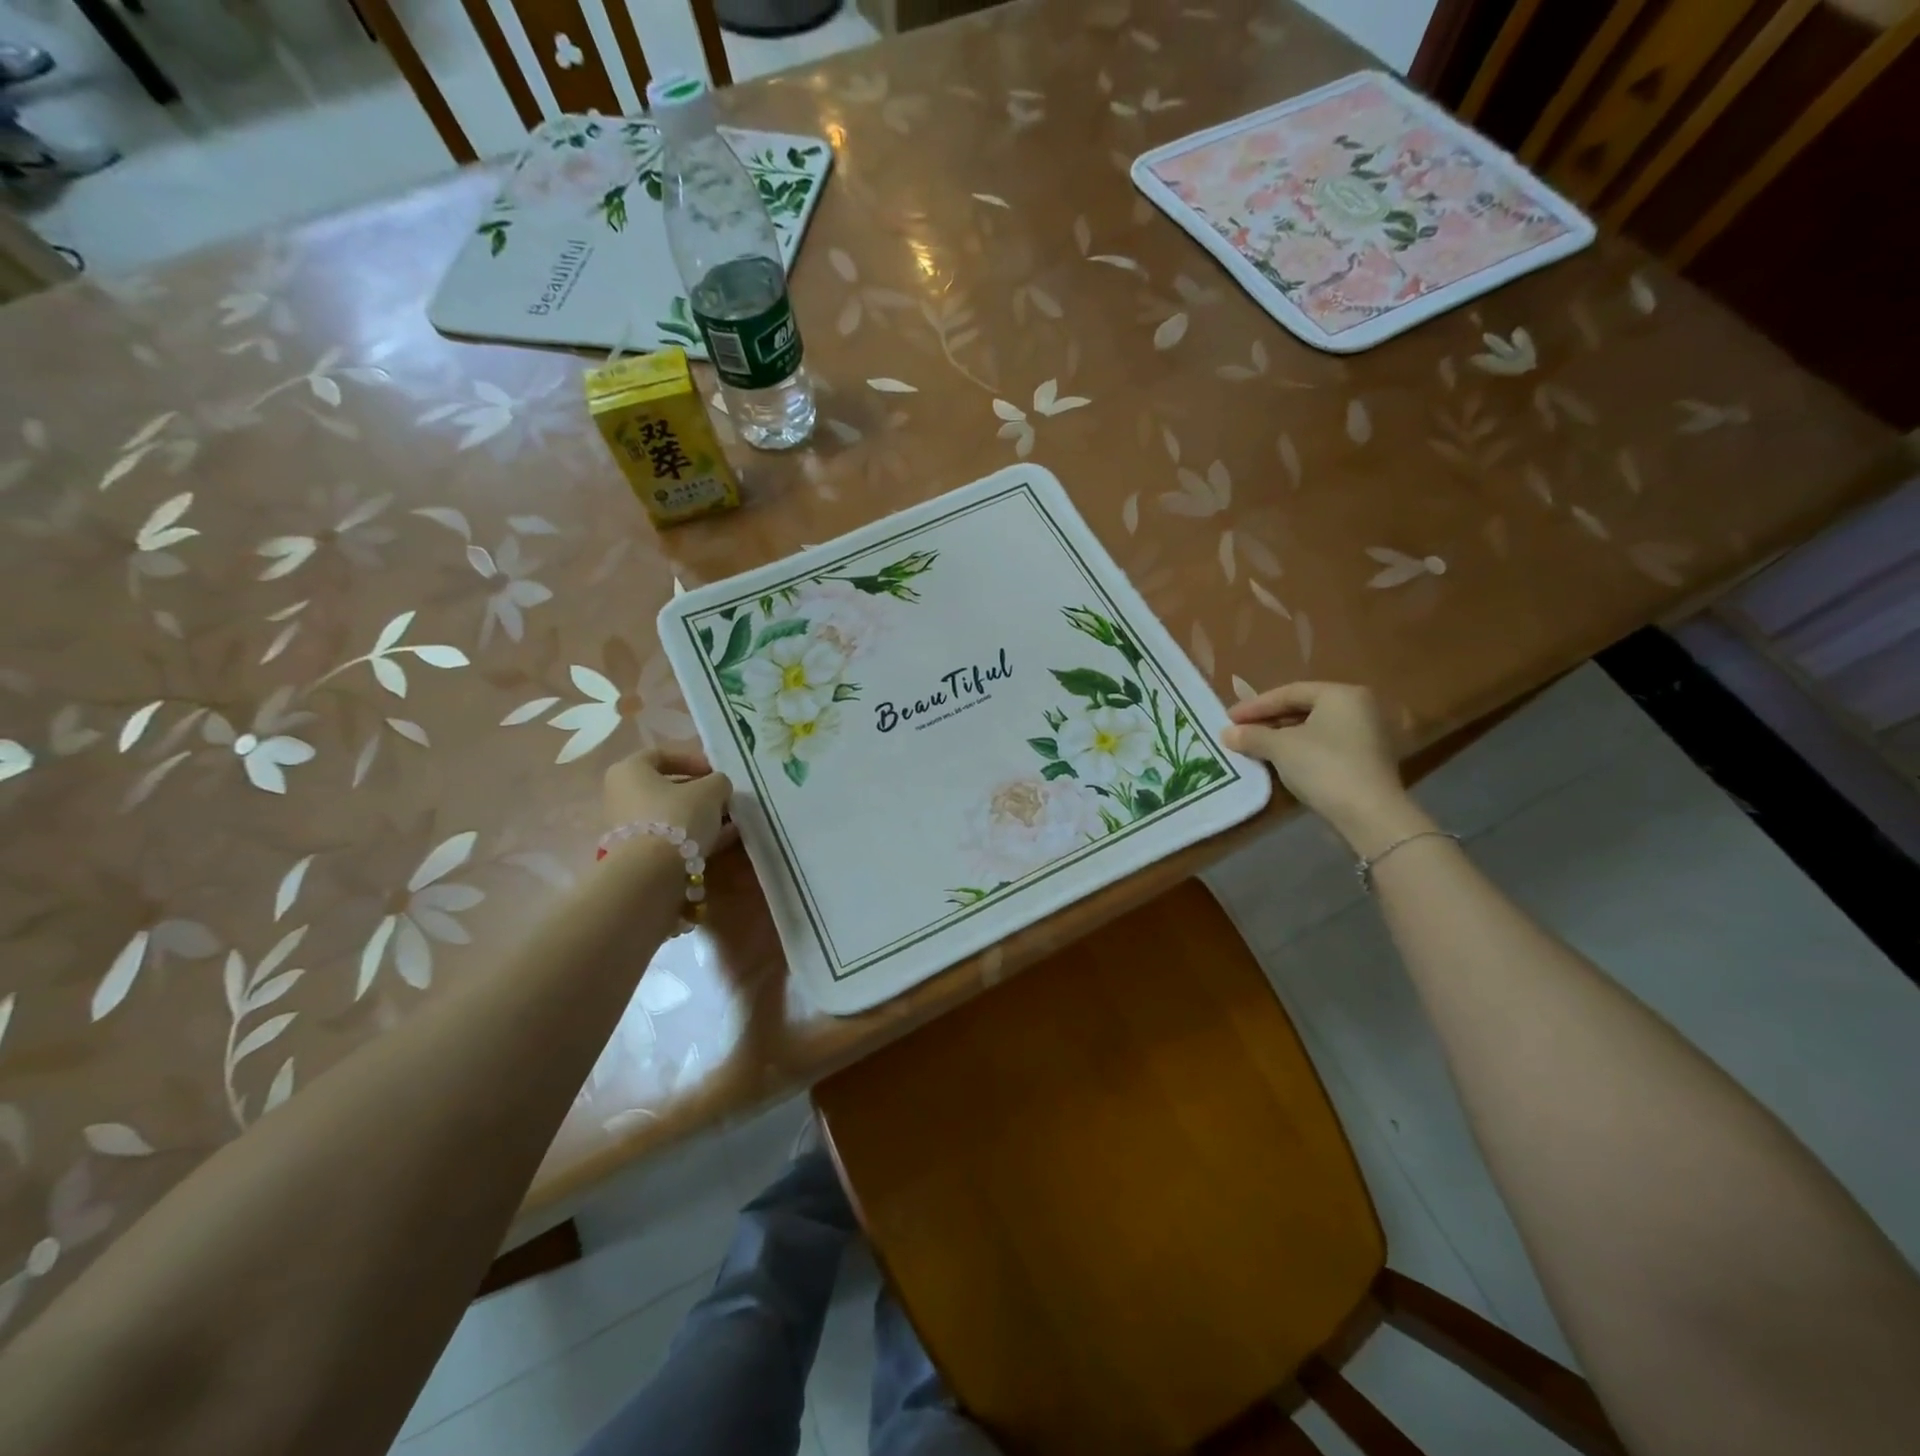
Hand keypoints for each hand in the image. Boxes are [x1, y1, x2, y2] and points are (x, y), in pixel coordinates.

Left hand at [602, 748, 733, 857]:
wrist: (652, 872)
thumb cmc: (677, 816)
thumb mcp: (710, 790)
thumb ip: (718, 782)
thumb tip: (718, 787)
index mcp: (629, 770)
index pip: (661, 755)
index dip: (692, 760)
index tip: (715, 773)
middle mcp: (620, 795)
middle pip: (665, 788)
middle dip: (698, 793)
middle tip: (723, 799)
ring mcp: (625, 826)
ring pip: (668, 814)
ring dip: (698, 816)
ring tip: (727, 822)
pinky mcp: (635, 853)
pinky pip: (668, 837)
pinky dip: (691, 836)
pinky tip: (719, 841)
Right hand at [1220, 682, 1427, 853]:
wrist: (1368, 814)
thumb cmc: (1323, 766)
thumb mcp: (1280, 747)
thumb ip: (1252, 736)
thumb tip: (1226, 734)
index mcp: (1341, 694)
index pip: (1290, 692)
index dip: (1255, 705)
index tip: (1228, 718)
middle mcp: (1359, 707)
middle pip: (1303, 708)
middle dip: (1268, 720)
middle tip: (1240, 730)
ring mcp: (1366, 735)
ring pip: (1313, 729)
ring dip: (1282, 736)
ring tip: (1255, 746)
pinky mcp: (1366, 760)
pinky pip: (1325, 746)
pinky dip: (1300, 750)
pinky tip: (1280, 761)